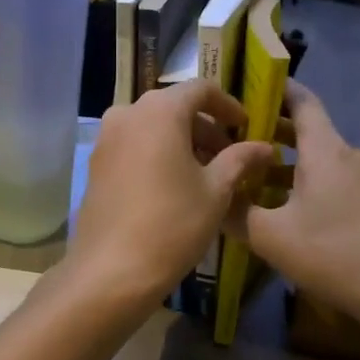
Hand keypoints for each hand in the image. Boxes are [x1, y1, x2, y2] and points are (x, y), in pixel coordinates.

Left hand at [64, 81, 272, 312]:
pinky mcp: (96, 164)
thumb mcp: (216, 191)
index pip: (200, 89)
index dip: (228, 105)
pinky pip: (134, 146)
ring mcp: (106, 139)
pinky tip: (174, 185)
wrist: (112, 270)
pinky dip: (158, 154)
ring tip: (206, 174)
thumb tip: (264, 146)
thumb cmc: (173, 224)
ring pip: (153, 127)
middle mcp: (127, 113)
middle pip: (174, 107)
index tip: (246, 128)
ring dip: (182, 142)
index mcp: (159, 110)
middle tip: (230, 156)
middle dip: (206, 128)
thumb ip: (240, 159)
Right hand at [228, 83, 359, 329]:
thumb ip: (235, 213)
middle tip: (229, 132)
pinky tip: (275, 206)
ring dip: (280, 159)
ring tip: (243, 169)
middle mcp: (344, 156)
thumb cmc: (333, 252)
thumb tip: (213, 199)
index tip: (244, 84)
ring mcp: (359, 181)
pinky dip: (297, 181)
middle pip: (304, 128)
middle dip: (267, 127)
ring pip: (313, 158)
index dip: (275, 87)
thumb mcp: (271, 236)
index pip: (301, 100)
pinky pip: (325, 180)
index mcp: (324, 150)